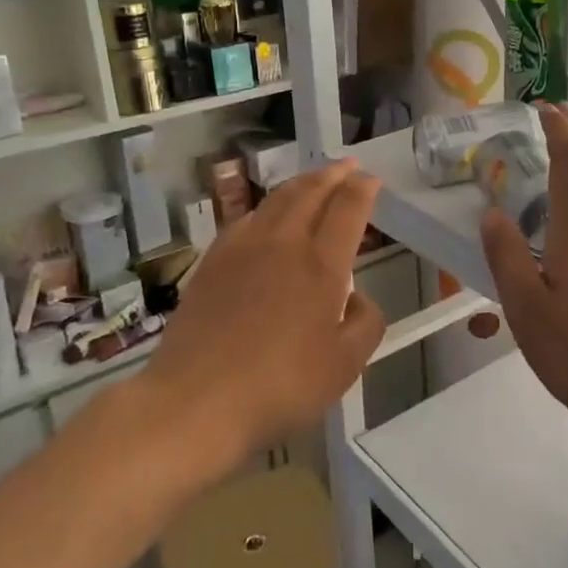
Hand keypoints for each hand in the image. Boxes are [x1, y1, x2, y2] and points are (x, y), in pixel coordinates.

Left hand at [153, 160, 385, 460]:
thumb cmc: (280, 386)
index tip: (371, 180)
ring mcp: (242, 249)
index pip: (347, 209)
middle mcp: (283, 244)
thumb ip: (365, 325)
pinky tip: (264, 217)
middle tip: (346, 166)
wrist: (196, 401)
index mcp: (322, 265)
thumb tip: (359, 299)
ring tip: (312, 181)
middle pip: (310, 192)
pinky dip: (265, 207)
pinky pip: (245, 219)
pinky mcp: (211, 263)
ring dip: (300, 184)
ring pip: (276, 200)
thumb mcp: (344, 366)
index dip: (363, 189)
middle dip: (332, 174)